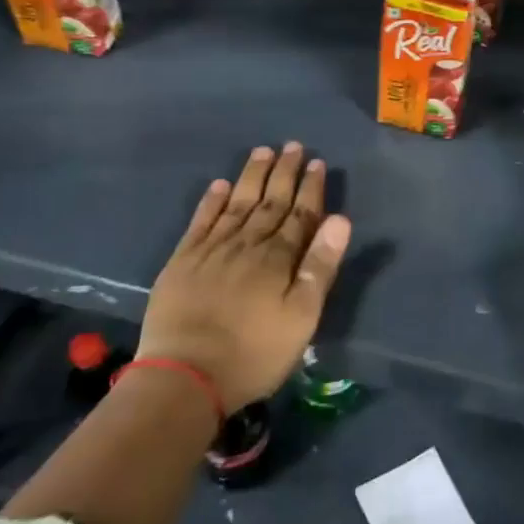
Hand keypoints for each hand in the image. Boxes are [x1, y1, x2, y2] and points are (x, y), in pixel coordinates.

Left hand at [139, 143, 351, 412]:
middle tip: (293, 146)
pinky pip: (201, 221)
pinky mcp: (182, 262)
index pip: (300, 215)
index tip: (317, 163)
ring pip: (237, 204)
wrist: (185, 377)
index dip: (310, 188)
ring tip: (262, 152)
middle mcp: (247, 244)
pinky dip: (212, 201)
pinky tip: (220, 185)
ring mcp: (211, 251)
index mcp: (278, 258)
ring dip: (252, 177)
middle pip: (270, 202)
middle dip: (284, 173)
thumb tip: (341, 220)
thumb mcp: (302, 317)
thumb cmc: (254, 353)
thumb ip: (320, 266)